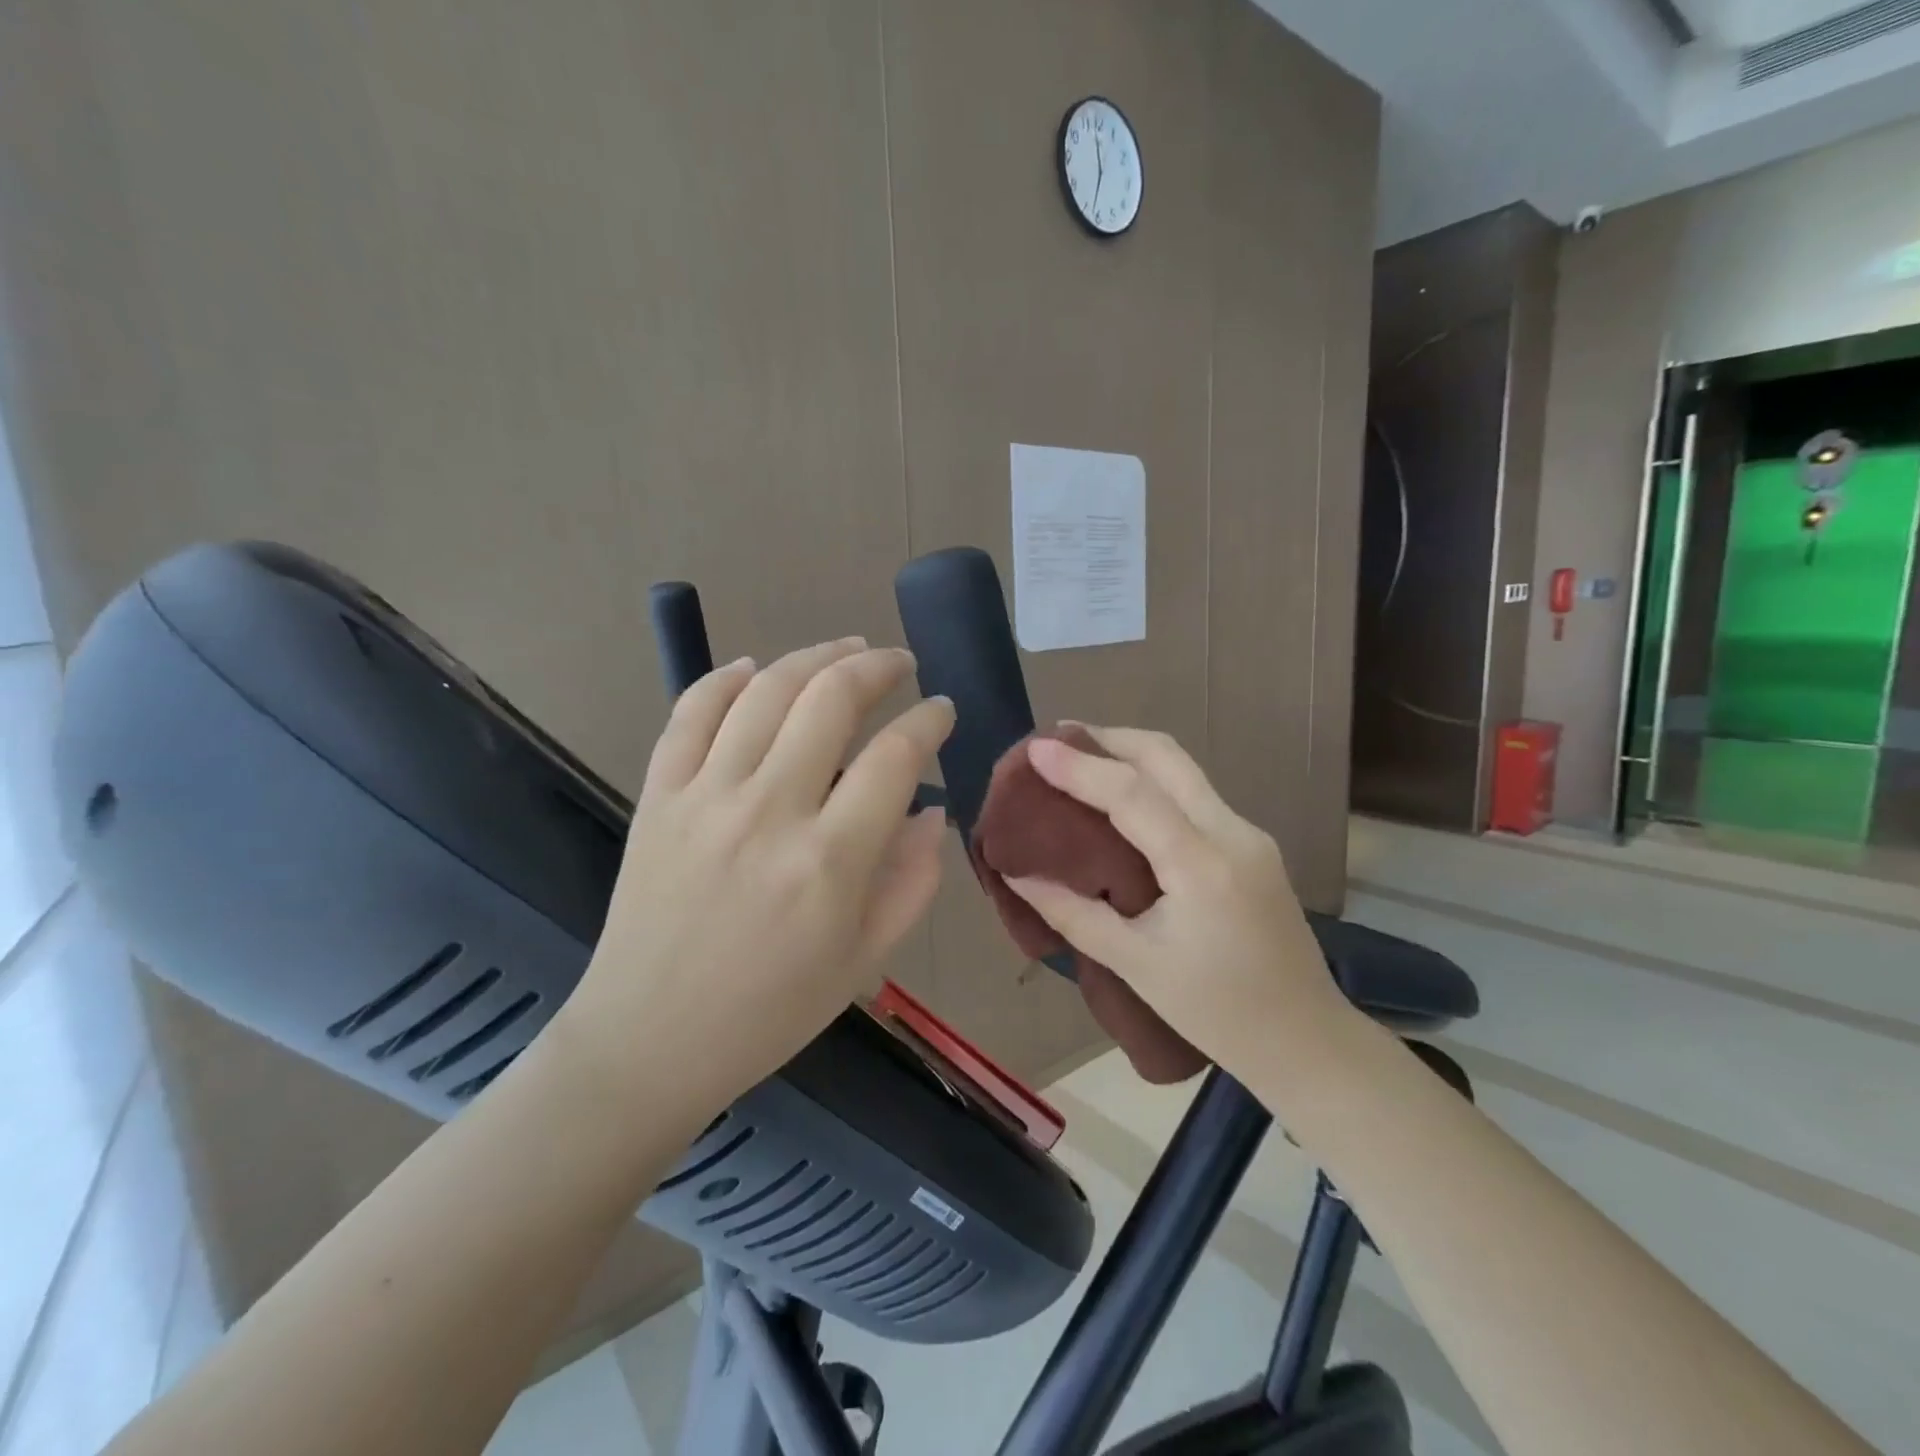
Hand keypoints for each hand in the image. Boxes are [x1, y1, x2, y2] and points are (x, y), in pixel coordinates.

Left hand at [558, 639, 953, 1111]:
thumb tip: (933, 810)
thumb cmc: (770, 1011)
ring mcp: (705, 797)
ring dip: (814, 655)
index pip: (896, 757)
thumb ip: (912, 881)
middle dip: (877, 666)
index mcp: (830, 861)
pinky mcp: (658, 796)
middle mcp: (769, 812)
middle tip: (900, 663)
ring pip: (766, 691)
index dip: (929, 721)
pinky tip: (754, 668)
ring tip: (845, 648)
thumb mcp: (865, 960)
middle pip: (830, 700)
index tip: (942, 711)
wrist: (648, 1040)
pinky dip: (724, 678)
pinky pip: (690, 713)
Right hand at [1004, 727, 1353, 1085]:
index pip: (1132, 793)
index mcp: (1202, 866)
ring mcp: (1249, 834)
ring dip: (1131, 754)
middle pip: (1167, 756)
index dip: (1080, 765)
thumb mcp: (1134, 965)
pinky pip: (1195, 794)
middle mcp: (1233, 833)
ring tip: (1081, 758)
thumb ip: (1071, 913)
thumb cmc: (1216, 1013)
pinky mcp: (1252, 844)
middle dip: (1109, 737)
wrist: (1307, 1040)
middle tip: (1057, 739)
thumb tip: (1018, 873)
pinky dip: (1152, 780)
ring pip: (1184, 769)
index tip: (1034, 747)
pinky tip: (1122, 798)